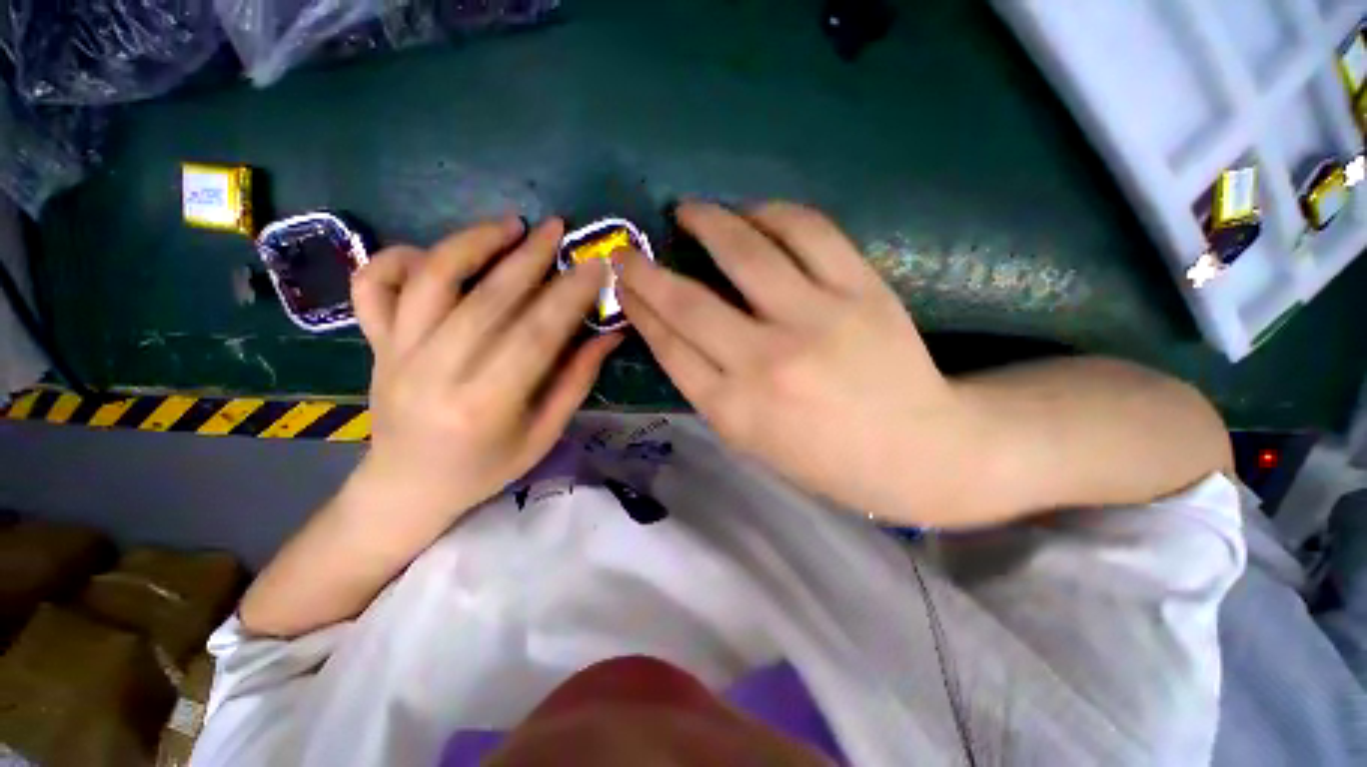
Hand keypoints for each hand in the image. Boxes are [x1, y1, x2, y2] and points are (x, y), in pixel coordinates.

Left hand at [352, 217, 620, 525]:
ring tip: (507, 225)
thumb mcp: (544, 434)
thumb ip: (577, 380)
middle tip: (556, 228)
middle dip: (528, 257)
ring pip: (430, 280)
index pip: (536, 335)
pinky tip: (433, 253)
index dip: (569, 296)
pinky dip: (398, 258)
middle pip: (487, 299)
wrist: (407, 486)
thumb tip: (609, 334)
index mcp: (486, 404)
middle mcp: (436, 372)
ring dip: (471, 243)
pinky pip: (373, 286)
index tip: (594, 265)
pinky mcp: (374, 344)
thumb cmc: (485, 468)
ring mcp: (396, 354)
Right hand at [618, 202, 983, 523]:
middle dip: (647, 271)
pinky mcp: (861, 291)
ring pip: (746, 254)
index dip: (640, 309)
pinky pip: (808, 232)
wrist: (916, 449)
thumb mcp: (751, 439)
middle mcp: (767, 363)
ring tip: (689, 210)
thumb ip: (708, 388)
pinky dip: (772, 214)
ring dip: (707, 223)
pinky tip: (752, 214)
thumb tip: (672, 331)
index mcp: (736, 410)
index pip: (670, 347)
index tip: (623, 285)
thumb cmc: (824, 457)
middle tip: (629, 249)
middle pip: (690, 303)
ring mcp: (816, 321)